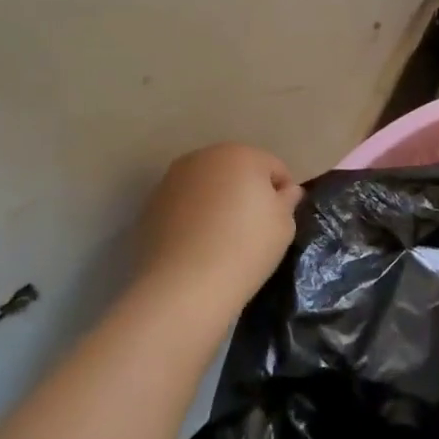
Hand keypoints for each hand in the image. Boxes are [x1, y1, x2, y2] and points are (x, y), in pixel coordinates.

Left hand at [137, 143, 301, 311]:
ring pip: (208, 185)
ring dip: (218, 201)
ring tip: (223, 238)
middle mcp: (204, 157)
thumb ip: (288, 200)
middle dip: (247, 191)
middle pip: (237, 170)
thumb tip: (286, 191)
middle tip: (253, 227)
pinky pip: (184, 204)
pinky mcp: (151, 205)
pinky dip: (194, 216)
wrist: (186, 285)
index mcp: (241, 154)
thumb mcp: (284, 224)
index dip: (282, 194)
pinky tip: (199, 245)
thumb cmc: (246, 247)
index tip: (280, 221)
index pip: (273, 167)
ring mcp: (173, 180)